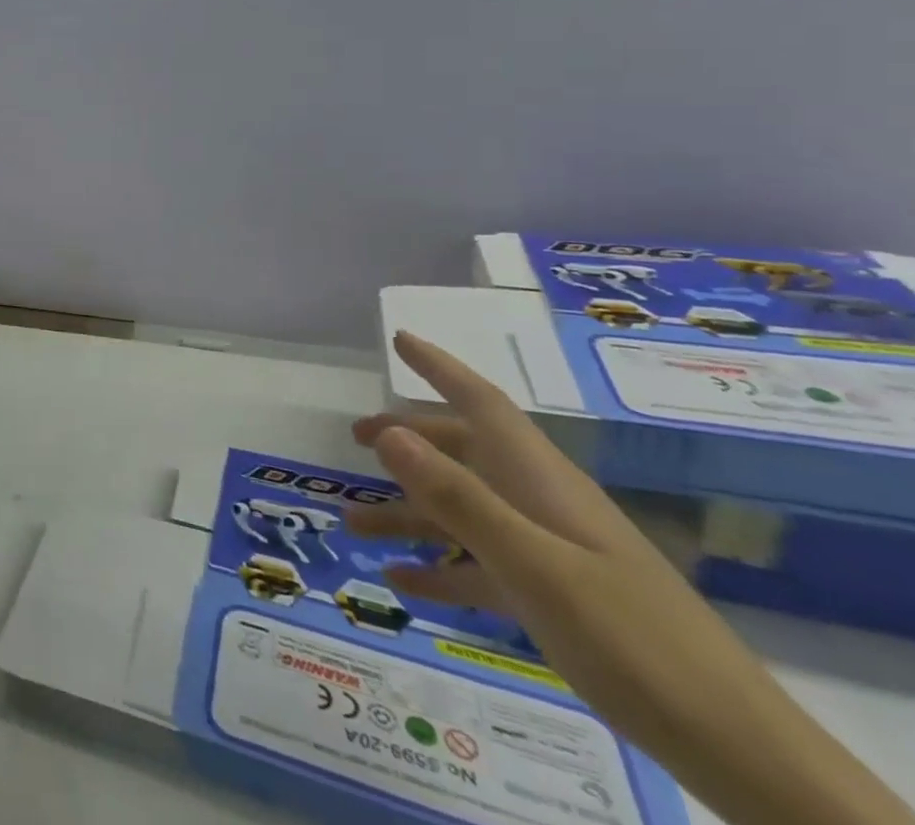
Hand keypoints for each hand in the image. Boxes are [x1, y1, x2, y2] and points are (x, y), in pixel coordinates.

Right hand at [349, 332, 912, 824]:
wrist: (735, 747)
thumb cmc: (631, 637)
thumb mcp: (534, 566)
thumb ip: (458, 497)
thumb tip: (389, 432)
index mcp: (540, 478)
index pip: (482, 402)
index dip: (440, 367)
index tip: (399, 340)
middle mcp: (540, 502)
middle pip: (463, 452)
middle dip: (409, 440)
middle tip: (355, 437)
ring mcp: (549, 551)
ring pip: (463, 513)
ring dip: (409, 514)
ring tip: (353, 524)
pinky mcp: (554, 598)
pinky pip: (481, 568)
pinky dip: (440, 570)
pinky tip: (401, 582)